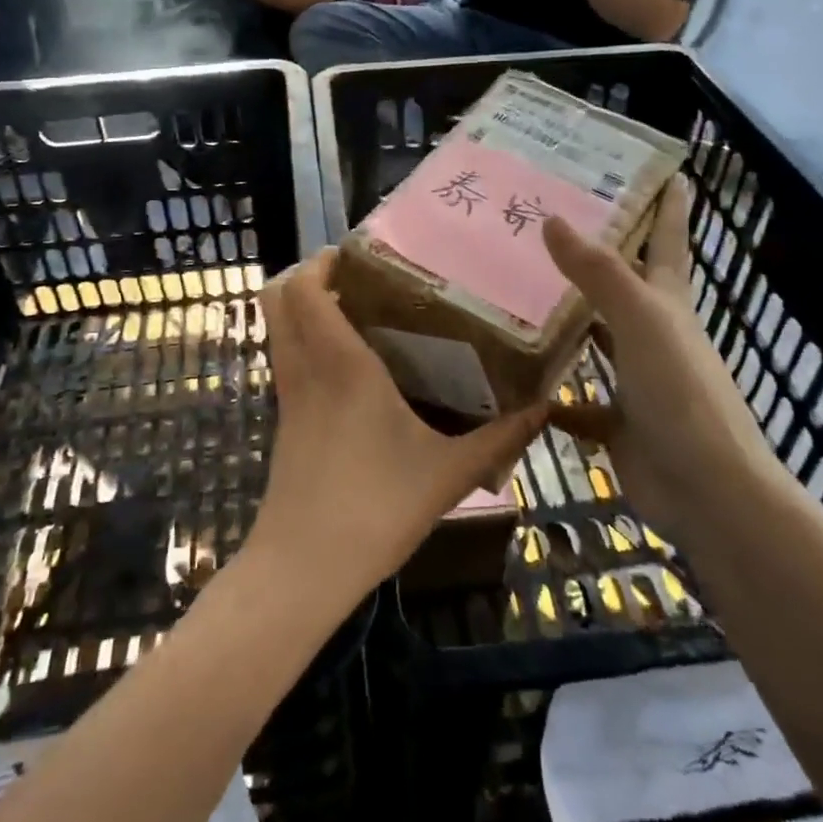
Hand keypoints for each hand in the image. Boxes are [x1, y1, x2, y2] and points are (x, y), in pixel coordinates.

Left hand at [247, 250, 545, 603]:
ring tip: (354, 309)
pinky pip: (284, 359)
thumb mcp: (450, 474)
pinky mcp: (283, 420)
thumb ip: (501, 438)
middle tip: (356, 276)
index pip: (306, 289)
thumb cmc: (377, 510)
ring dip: (302, 307)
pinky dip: (303, 340)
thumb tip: (546, 406)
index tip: (359, 253)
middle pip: (277, 298)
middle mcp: (306, 368)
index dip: (321, 261)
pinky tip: (346, 363)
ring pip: (276, 328)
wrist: (304, 569)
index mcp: (342, 365)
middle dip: (307, 275)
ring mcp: (288, 395)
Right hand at [543, 175, 760, 519]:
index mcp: (668, 305)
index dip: (668, 207)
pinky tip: (518, 386)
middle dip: (598, 260)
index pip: (668, 242)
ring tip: (520, 297)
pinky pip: (578, 404)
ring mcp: (637, 382)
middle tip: (552, 229)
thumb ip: (598, 271)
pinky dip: (552, 398)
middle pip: (623, 287)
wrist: (708, 492)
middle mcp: (654, 337)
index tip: (665, 171)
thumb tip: (553, 218)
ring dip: (568, 325)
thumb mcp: (642, 320)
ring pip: (596, 343)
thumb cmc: (681, 394)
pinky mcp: (618, 425)